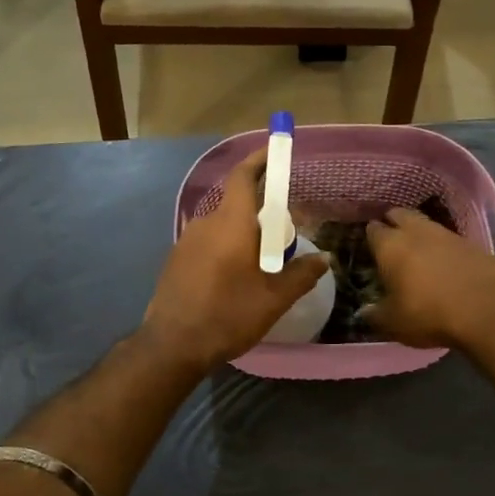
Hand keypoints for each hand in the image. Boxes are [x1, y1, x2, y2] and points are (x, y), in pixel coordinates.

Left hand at [143, 148, 329, 370]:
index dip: (259, 160)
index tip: (274, 150)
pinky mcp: (176, 259)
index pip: (243, 177)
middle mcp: (206, 223)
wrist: (172, 345)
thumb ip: (301, 275)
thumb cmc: (227, 315)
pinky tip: (234, 278)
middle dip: (261, 214)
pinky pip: (208, 242)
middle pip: (237, 205)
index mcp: (231, 223)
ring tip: (262, 264)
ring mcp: (186, 240)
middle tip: (283, 239)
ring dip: (243, 235)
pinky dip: (226, 249)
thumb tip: (322, 259)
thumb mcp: (274, 299)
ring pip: (223, 226)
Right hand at [363, 207, 494, 348]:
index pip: (373, 229)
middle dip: (393, 222)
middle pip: (399, 214)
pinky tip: (446, 262)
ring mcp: (447, 234)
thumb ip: (374, 315)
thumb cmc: (428, 314)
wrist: (485, 311)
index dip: (370, 236)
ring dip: (419, 232)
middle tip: (392, 240)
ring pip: (426, 223)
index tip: (370, 247)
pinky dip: (444, 246)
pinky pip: (450, 239)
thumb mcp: (393, 323)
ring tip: (418, 249)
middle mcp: (416, 231)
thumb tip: (364, 313)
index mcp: (390, 246)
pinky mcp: (472, 243)